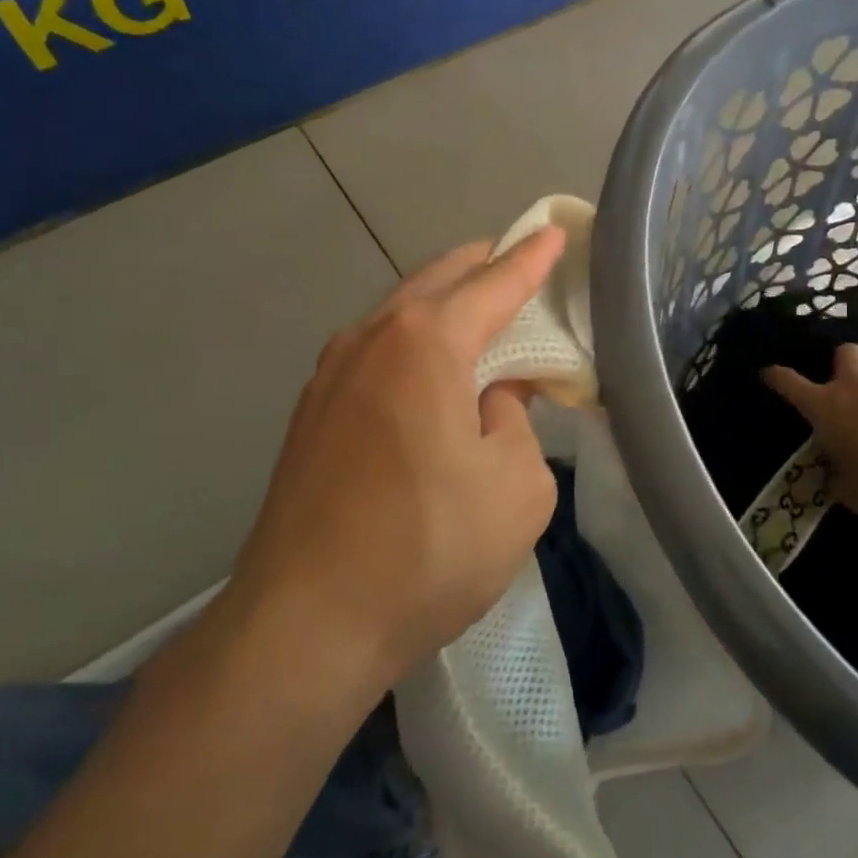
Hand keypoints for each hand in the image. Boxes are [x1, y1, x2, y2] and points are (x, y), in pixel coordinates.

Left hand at [231, 230, 566, 683]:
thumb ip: (516, 422)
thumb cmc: (428, 549)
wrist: (304, 625)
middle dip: (483, 267)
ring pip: (400, 313)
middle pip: (438, 281)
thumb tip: (491, 399)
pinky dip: (413, 342)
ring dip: (444, 305)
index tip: (554, 232)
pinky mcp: (311, 413)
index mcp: (427, 342)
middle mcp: (372, 339)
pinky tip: (429, 373)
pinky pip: (376, 351)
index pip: (494, 283)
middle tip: (520, 267)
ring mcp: (330, 374)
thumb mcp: (516, 487)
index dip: (531, 258)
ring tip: (480, 317)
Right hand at [763, 345, 857, 515]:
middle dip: (845, 365)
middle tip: (854, 390)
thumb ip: (842, 485)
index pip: (790, 384)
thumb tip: (836, 483)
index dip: (777, 377)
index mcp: (826, 408)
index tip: (768, 372)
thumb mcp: (857, 495)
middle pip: (842, 354)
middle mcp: (854, 384)